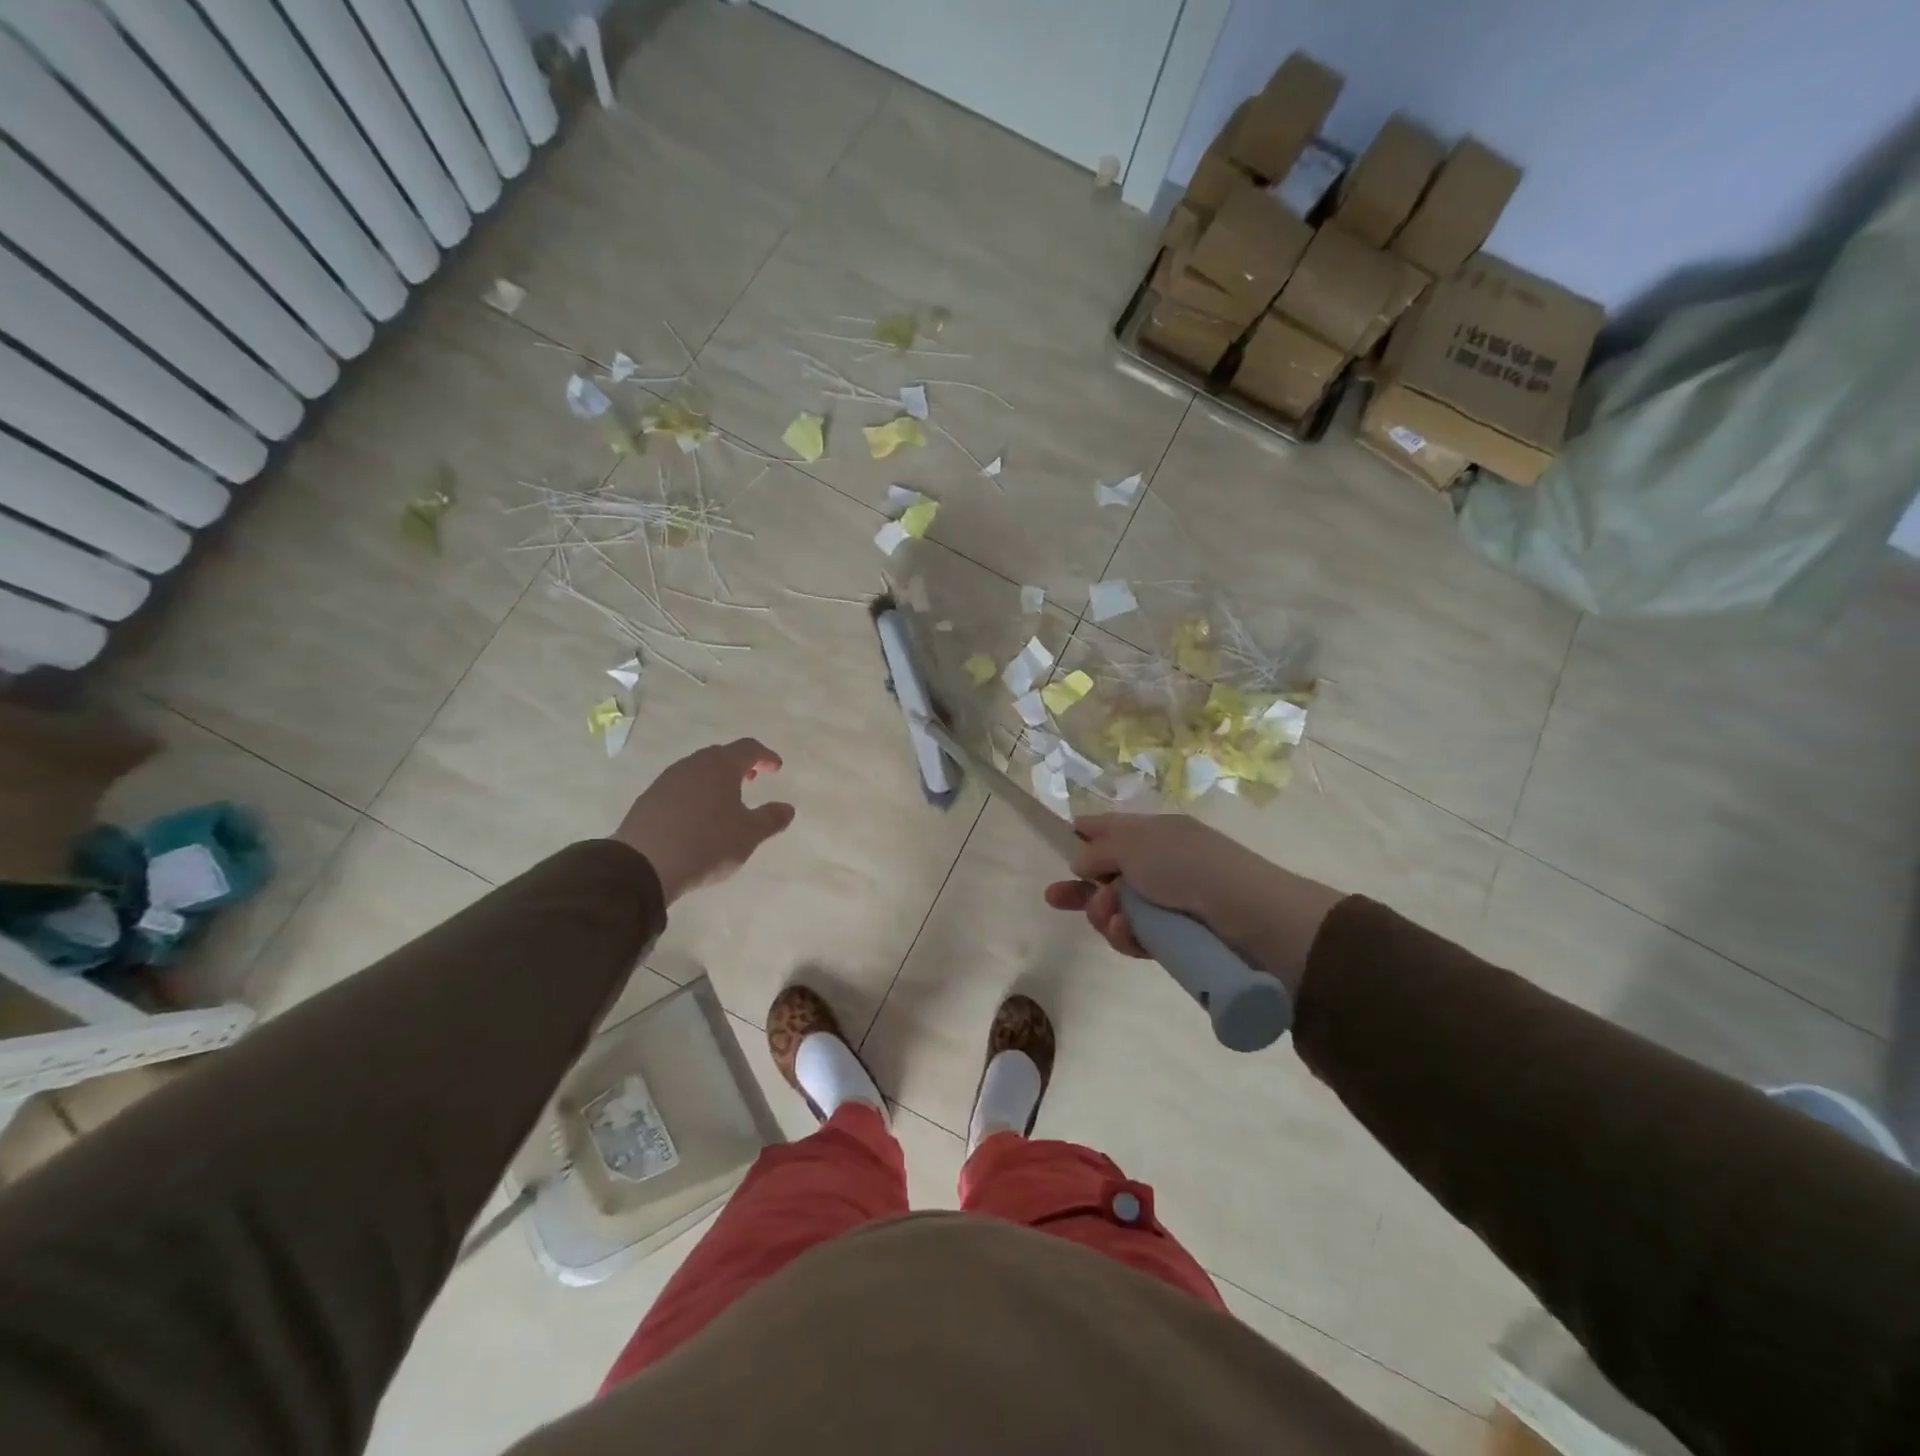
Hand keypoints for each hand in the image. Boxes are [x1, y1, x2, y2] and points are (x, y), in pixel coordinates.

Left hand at [613, 739, 794, 903]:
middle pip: (720, 755)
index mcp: (721, 766)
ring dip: (715, 779)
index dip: (765, 756)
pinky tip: (696, 816)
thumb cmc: (706, 844)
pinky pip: (680, 787)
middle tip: (751, 779)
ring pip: (698, 770)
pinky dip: (695, 793)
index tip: (776, 768)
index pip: (748, 748)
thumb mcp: (748, 835)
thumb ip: (771, 819)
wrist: (642, 865)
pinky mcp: (649, 798)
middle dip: (739, 765)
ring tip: (725, 800)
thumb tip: (787, 808)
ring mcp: (667, 780)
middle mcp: (693, 765)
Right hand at [1043, 814, 1342, 991]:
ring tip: (1111, 917)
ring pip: (1117, 909)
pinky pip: (1135, 936)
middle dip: (1081, 886)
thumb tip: (1080, 861)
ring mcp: (1167, 903)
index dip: (1085, 834)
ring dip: (1104, 912)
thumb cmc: (1188, 866)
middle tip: (1053, 898)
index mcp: (1155, 833)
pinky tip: (1124, 931)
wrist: (1249, 916)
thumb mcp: (1135, 845)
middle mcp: (1159, 864)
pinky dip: (1125, 934)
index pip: (1112, 828)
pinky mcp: (1173, 939)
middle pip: (1108, 873)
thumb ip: (1098, 850)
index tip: (1061, 843)